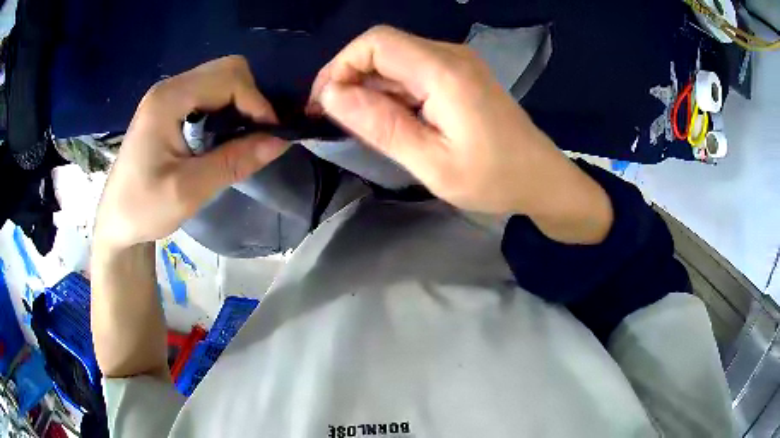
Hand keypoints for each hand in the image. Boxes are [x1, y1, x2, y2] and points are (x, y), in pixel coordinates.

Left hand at [94, 56, 288, 250]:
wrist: (116, 222)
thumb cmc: (143, 209)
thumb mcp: (188, 191)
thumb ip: (233, 162)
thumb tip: (280, 141)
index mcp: (168, 101)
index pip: (228, 78)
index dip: (256, 102)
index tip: (270, 135)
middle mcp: (169, 88)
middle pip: (227, 70)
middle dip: (250, 98)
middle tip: (256, 135)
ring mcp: (168, 95)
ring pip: (221, 78)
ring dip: (240, 103)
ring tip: (243, 137)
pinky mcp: (169, 106)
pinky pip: (209, 92)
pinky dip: (227, 108)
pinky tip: (223, 135)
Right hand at [310, 26, 611, 242]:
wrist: (541, 179)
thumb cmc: (494, 179)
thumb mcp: (432, 163)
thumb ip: (381, 126)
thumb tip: (332, 96)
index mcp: (444, 71)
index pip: (376, 42)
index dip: (340, 66)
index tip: (324, 105)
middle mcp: (450, 55)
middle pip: (383, 47)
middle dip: (349, 78)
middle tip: (334, 120)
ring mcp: (457, 62)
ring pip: (395, 59)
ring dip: (369, 87)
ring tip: (360, 126)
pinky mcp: (459, 74)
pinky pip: (413, 71)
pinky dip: (391, 91)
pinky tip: (390, 119)